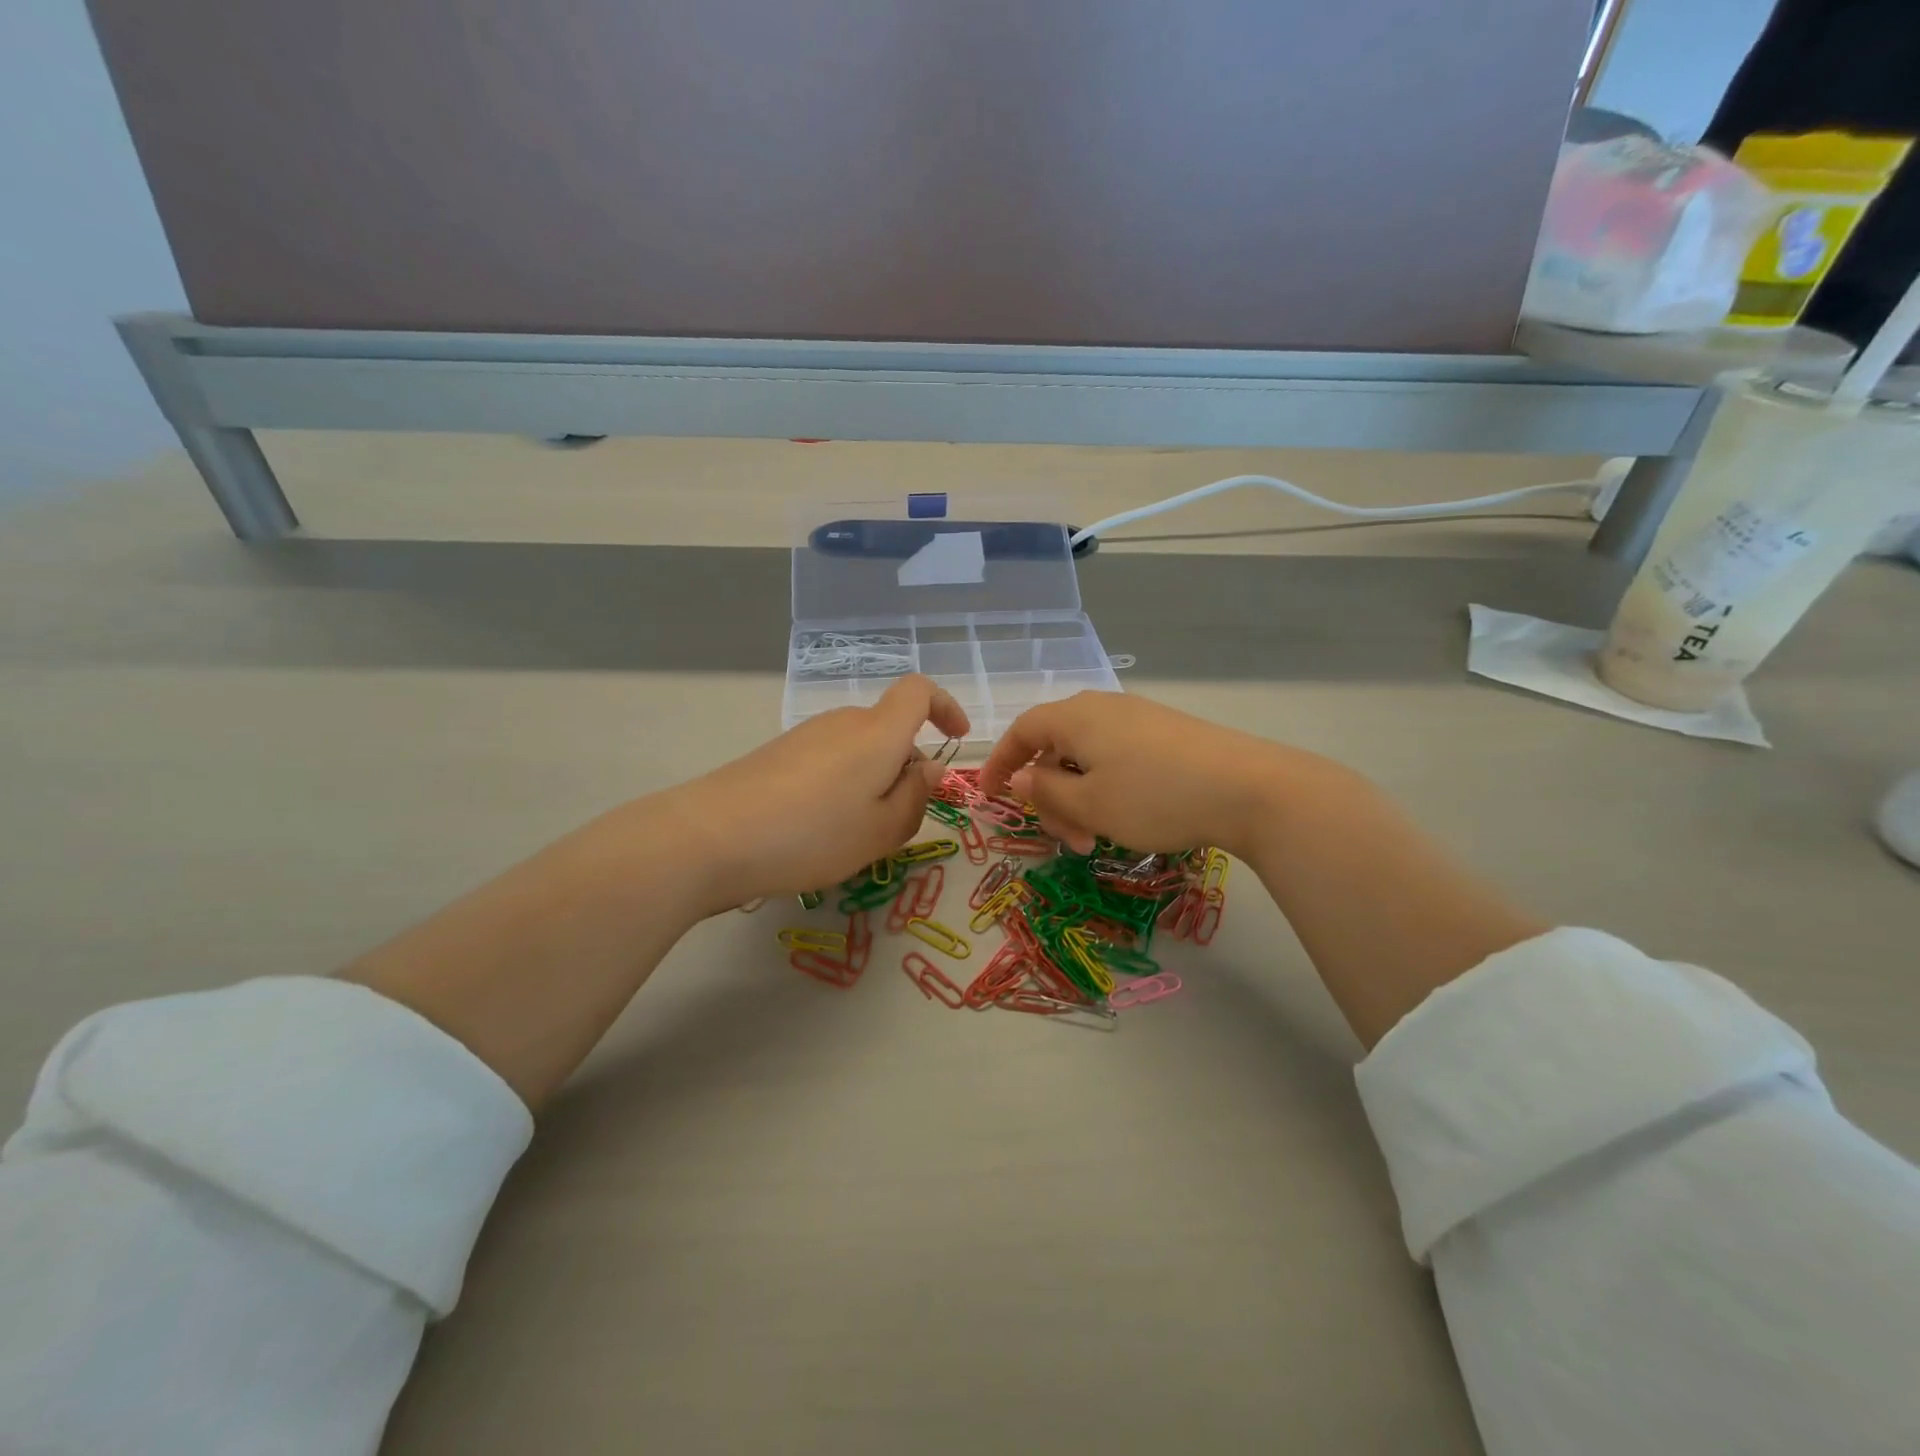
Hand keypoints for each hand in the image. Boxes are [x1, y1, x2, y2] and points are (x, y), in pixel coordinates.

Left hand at [664, 675, 969, 912]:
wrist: (711, 836)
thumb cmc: (813, 834)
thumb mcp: (882, 830)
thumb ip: (916, 797)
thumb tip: (928, 769)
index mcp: (878, 733)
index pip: (919, 691)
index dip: (944, 707)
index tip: (956, 738)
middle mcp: (843, 722)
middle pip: (889, 730)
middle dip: (906, 768)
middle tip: (899, 822)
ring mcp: (806, 735)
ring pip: (859, 750)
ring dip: (873, 782)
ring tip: (856, 834)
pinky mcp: (777, 754)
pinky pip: (829, 761)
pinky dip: (842, 786)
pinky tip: (818, 829)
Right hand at [978, 691, 1320, 856]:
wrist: (1249, 788)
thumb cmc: (1154, 797)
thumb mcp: (1090, 804)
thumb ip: (1046, 791)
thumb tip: (1019, 776)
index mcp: (1075, 717)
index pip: (1022, 731)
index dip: (1000, 762)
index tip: (989, 796)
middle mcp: (1103, 708)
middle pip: (1056, 747)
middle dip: (1051, 796)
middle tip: (1067, 840)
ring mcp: (1139, 718)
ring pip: (1088, 757)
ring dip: (1080, 798)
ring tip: (1097, 840)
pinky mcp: (1167, 734)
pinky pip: (1118, 757)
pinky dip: (1107, 788)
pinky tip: (1126, 818)